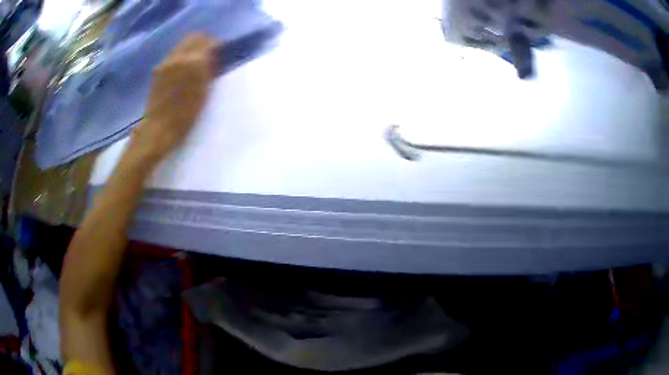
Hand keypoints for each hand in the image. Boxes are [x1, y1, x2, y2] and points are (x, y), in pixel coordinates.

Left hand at [131, 34, 217, 160]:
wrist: (159, 128)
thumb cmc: (185, 115)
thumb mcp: (204, 92)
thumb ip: (209, 70)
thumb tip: (213, 58)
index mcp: (194, 62)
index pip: (209, 42)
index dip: (217, 45)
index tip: (220, 52)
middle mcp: (179, 57)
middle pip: (194, 37)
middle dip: (204, 42)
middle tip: (209, 53)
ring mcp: (166, 62)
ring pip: (182, 44)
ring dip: (191, 48)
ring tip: (195, 62)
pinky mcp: (158, 69)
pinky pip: (173, 55)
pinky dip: (181, 57)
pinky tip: (182, 70)